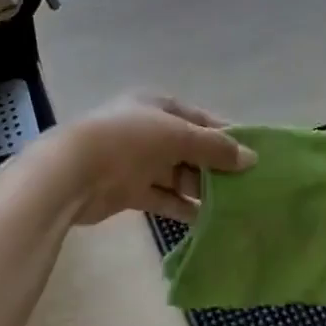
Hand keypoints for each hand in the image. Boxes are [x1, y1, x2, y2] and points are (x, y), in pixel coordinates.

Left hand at [55, 94, 253, 225]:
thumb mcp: (178, 135)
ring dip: (200, 189)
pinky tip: (205, 220)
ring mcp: (136, 161)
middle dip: (214, 166)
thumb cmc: (130, 139)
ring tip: (231, 207)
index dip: (224, 135)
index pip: (199, 118)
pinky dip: (181, 207)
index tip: (251, 154)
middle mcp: (148, 130)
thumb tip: (251, 158)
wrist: (74, 171)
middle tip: (246, 186)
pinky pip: (162, 197)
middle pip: (189, 147)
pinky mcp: (128, 190)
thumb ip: (214, 148)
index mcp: (157, 105)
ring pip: (177, 174)